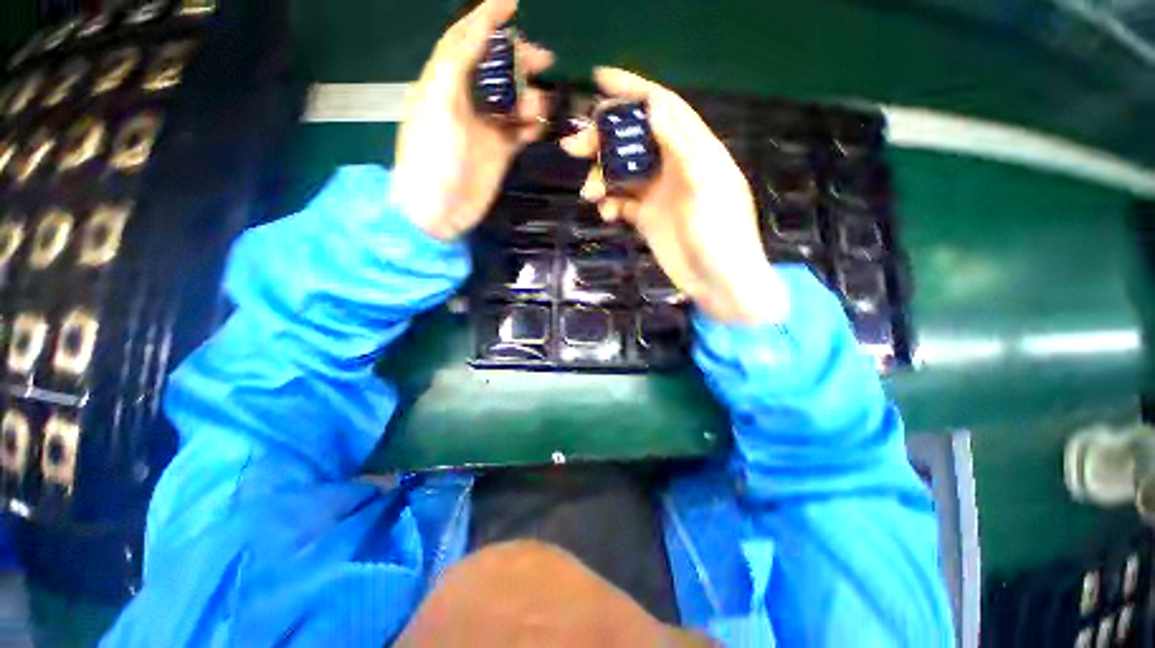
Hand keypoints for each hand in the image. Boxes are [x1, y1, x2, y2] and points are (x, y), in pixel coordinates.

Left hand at [390, 0, 553, 240]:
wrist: (438, 212)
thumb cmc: (432, 157)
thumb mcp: (438, 104)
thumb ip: (456, 63)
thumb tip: (479, 28)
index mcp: (444, 82)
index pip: (466, 40)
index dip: (487, 18)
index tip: (514, 3)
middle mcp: (465, 100)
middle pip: (496, 69)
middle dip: (519, 61)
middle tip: (544, 62)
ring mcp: (485, 128)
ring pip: (513, 100)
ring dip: (529, 98)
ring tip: (538, 108)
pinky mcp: (499, 153)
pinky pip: (520, 131)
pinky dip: (532, 125)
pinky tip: (538, 126)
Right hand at [561, 68, 787, 324]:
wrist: (719, 282)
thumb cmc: (721, 235)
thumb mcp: (707, 186)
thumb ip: (683, 146)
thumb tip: (656, 104)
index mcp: (694, 151)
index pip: (661, 108)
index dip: (632, 91)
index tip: (598, 81)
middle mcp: (673, 167)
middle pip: (633, 141)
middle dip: (603, 140)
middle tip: (574, 148)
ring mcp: (658, 195)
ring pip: (622, 173)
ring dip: (601, 177)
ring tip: (589, 193)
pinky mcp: (647, 218)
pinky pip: (622, 202)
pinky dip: (610, 204)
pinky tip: (607, 214)